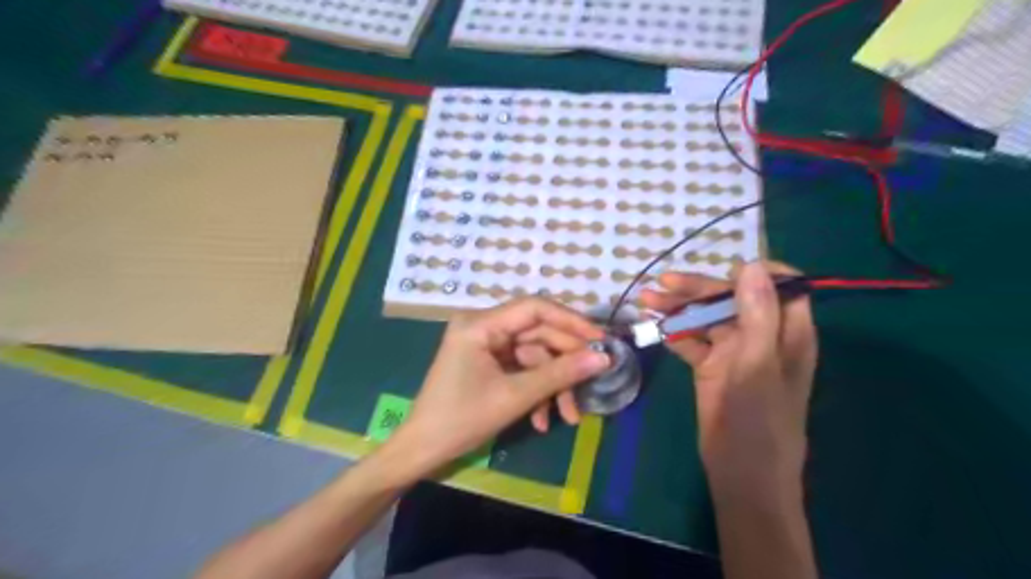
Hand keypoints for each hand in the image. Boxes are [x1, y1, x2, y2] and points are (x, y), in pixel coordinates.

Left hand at [391, 296, 604, 477]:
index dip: (571, 322)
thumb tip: (603, 358)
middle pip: (537, 335)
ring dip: (553, 385)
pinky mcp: (488, 363)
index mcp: (481, 324)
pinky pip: (521, 370)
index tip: (601, 340)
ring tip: (569, 416)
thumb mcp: (515, 396)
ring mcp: (485, 346)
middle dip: (564, 364)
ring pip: (533, 357)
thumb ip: (560, 374)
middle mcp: (483, 327)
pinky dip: (536, 392)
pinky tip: (542, 420)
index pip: (535, 308)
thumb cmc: (462, 419)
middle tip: (592, 384)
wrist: (423, 451)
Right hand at [642, 265, 816, 490]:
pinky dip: (674, 333)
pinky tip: (653, 327)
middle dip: (698, 289)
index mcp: (787, 332)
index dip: (754, 272)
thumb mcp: (758, 365)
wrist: (740, 475)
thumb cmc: (758, 421)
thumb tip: (750, 265)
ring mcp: (735, 352)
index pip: (780, 286)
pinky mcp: (712, 367)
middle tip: (662, 286)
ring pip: (707, 318)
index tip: (722, 268)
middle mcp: (762, 336)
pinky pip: (693, 341)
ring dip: (679, 309)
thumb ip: (757, 315)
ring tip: (647, 301)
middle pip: (731, 298)